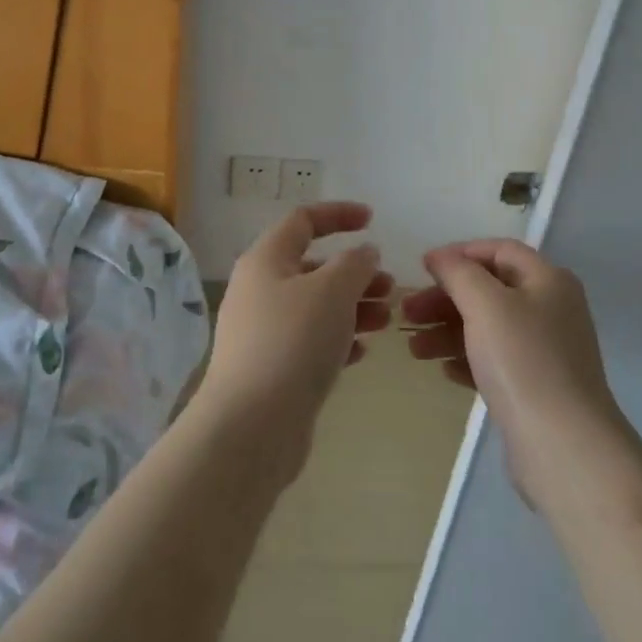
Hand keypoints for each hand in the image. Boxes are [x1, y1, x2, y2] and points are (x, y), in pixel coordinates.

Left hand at [196, 203, 392, 474]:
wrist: (251, 427)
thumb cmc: (293, 342)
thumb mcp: (332, 291)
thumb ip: (355, 264)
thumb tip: (363, 253)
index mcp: (266, 260)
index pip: (303, 220)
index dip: (338, 214)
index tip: (372, 221)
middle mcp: (259, 290)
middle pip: (313, 267)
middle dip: (355, 273)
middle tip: (390, 287)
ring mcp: (262, 332)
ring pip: (315, 307)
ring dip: (353, 307)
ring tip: (386, 320)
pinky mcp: (271, 369)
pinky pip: (310, 342)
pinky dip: (338, 340)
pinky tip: (361, 352)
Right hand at [404, 240, 622, 502]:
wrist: (564, 447)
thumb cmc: (523, 362)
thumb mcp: (486, 305)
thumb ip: (459, 273)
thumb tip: (440, 256)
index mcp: (548, 280)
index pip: (499, 250)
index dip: (460, 253)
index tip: (423, 269)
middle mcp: (551, 309)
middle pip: (490, 290)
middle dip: (446, 298)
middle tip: (407, 313)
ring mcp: (546, 351)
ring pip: (488, 328)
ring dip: (448, 331)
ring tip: (414, 349)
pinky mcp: (536, 387)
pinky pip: (495, 361)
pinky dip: (467, 359)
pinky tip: (444, 370)